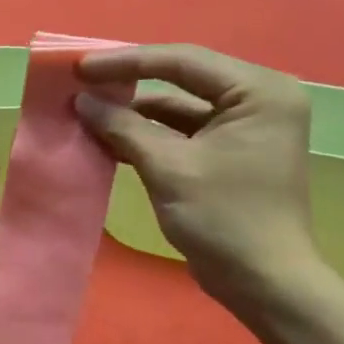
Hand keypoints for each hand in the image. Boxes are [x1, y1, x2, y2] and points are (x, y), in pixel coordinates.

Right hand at [73, 43, 325, 307]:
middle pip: (182, 79)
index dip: (127, 62)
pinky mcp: (229, 152)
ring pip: (178, 107)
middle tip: (80, 84)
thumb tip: (82, 100)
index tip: (80, 68)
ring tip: (86, 113)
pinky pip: (181, 132)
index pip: (183, 61)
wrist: (263, 281)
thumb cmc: (224, 218)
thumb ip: (124, 127)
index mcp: (258, 92)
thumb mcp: (168, 168)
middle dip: (129, 84)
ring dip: (134, 113)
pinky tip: (109, 139)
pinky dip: (147, 135)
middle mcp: (257, 99)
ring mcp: (244, 127)